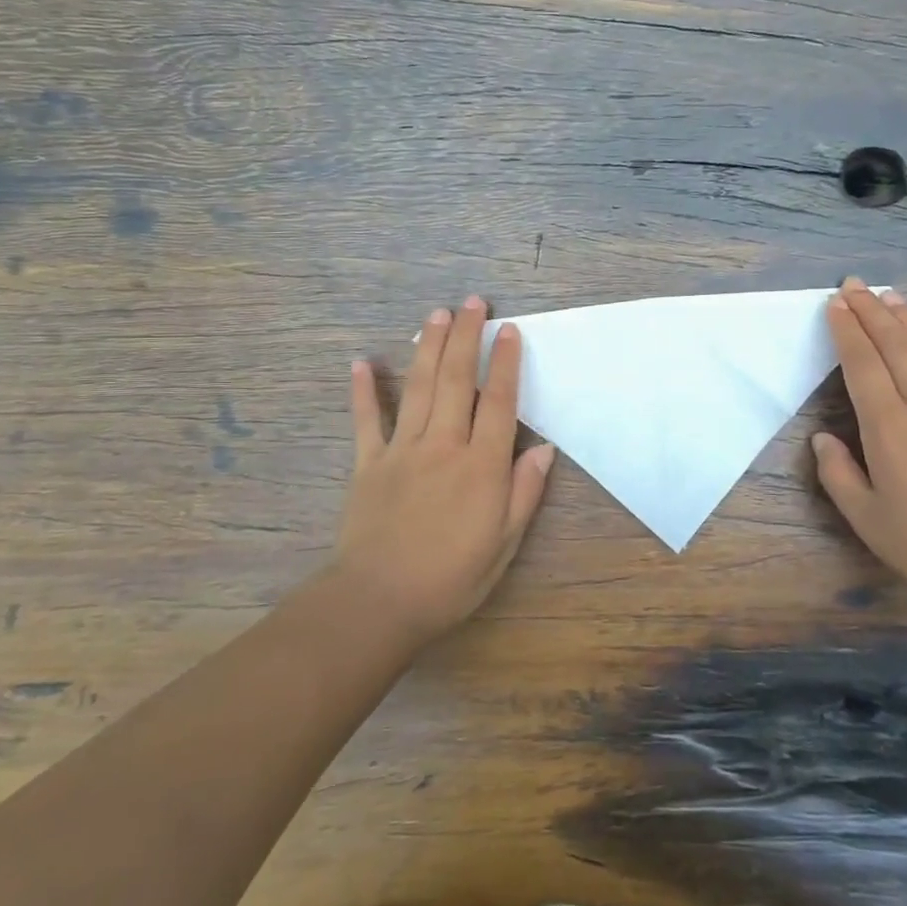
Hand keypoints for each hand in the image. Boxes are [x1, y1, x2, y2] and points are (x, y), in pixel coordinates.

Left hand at [333, 296, 555, 646]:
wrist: (378, 603)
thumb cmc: (451, 579)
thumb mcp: (503, 544)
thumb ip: (524, 492)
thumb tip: (544, 449)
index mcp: (481, 466)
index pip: (497, 402)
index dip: (505, 362)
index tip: (509, 330)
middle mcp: (443, 446)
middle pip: (455, 380)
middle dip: (465, 337)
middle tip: (471, 302)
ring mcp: (402, 451)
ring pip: (418, 388)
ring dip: (428, 347)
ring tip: (436, 314)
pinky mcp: (368, 464)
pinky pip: (366, 420)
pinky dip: (364, 390)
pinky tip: (362, 361)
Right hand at [812, 278, 906, 618]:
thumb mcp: (866, 519)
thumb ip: (838, 474)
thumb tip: (823, 438)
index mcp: (889, 429)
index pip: (862, 366)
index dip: (847, 332)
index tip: (835, 304)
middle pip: (895, 348)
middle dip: (872, 313)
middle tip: (855, 285)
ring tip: (892, 297)